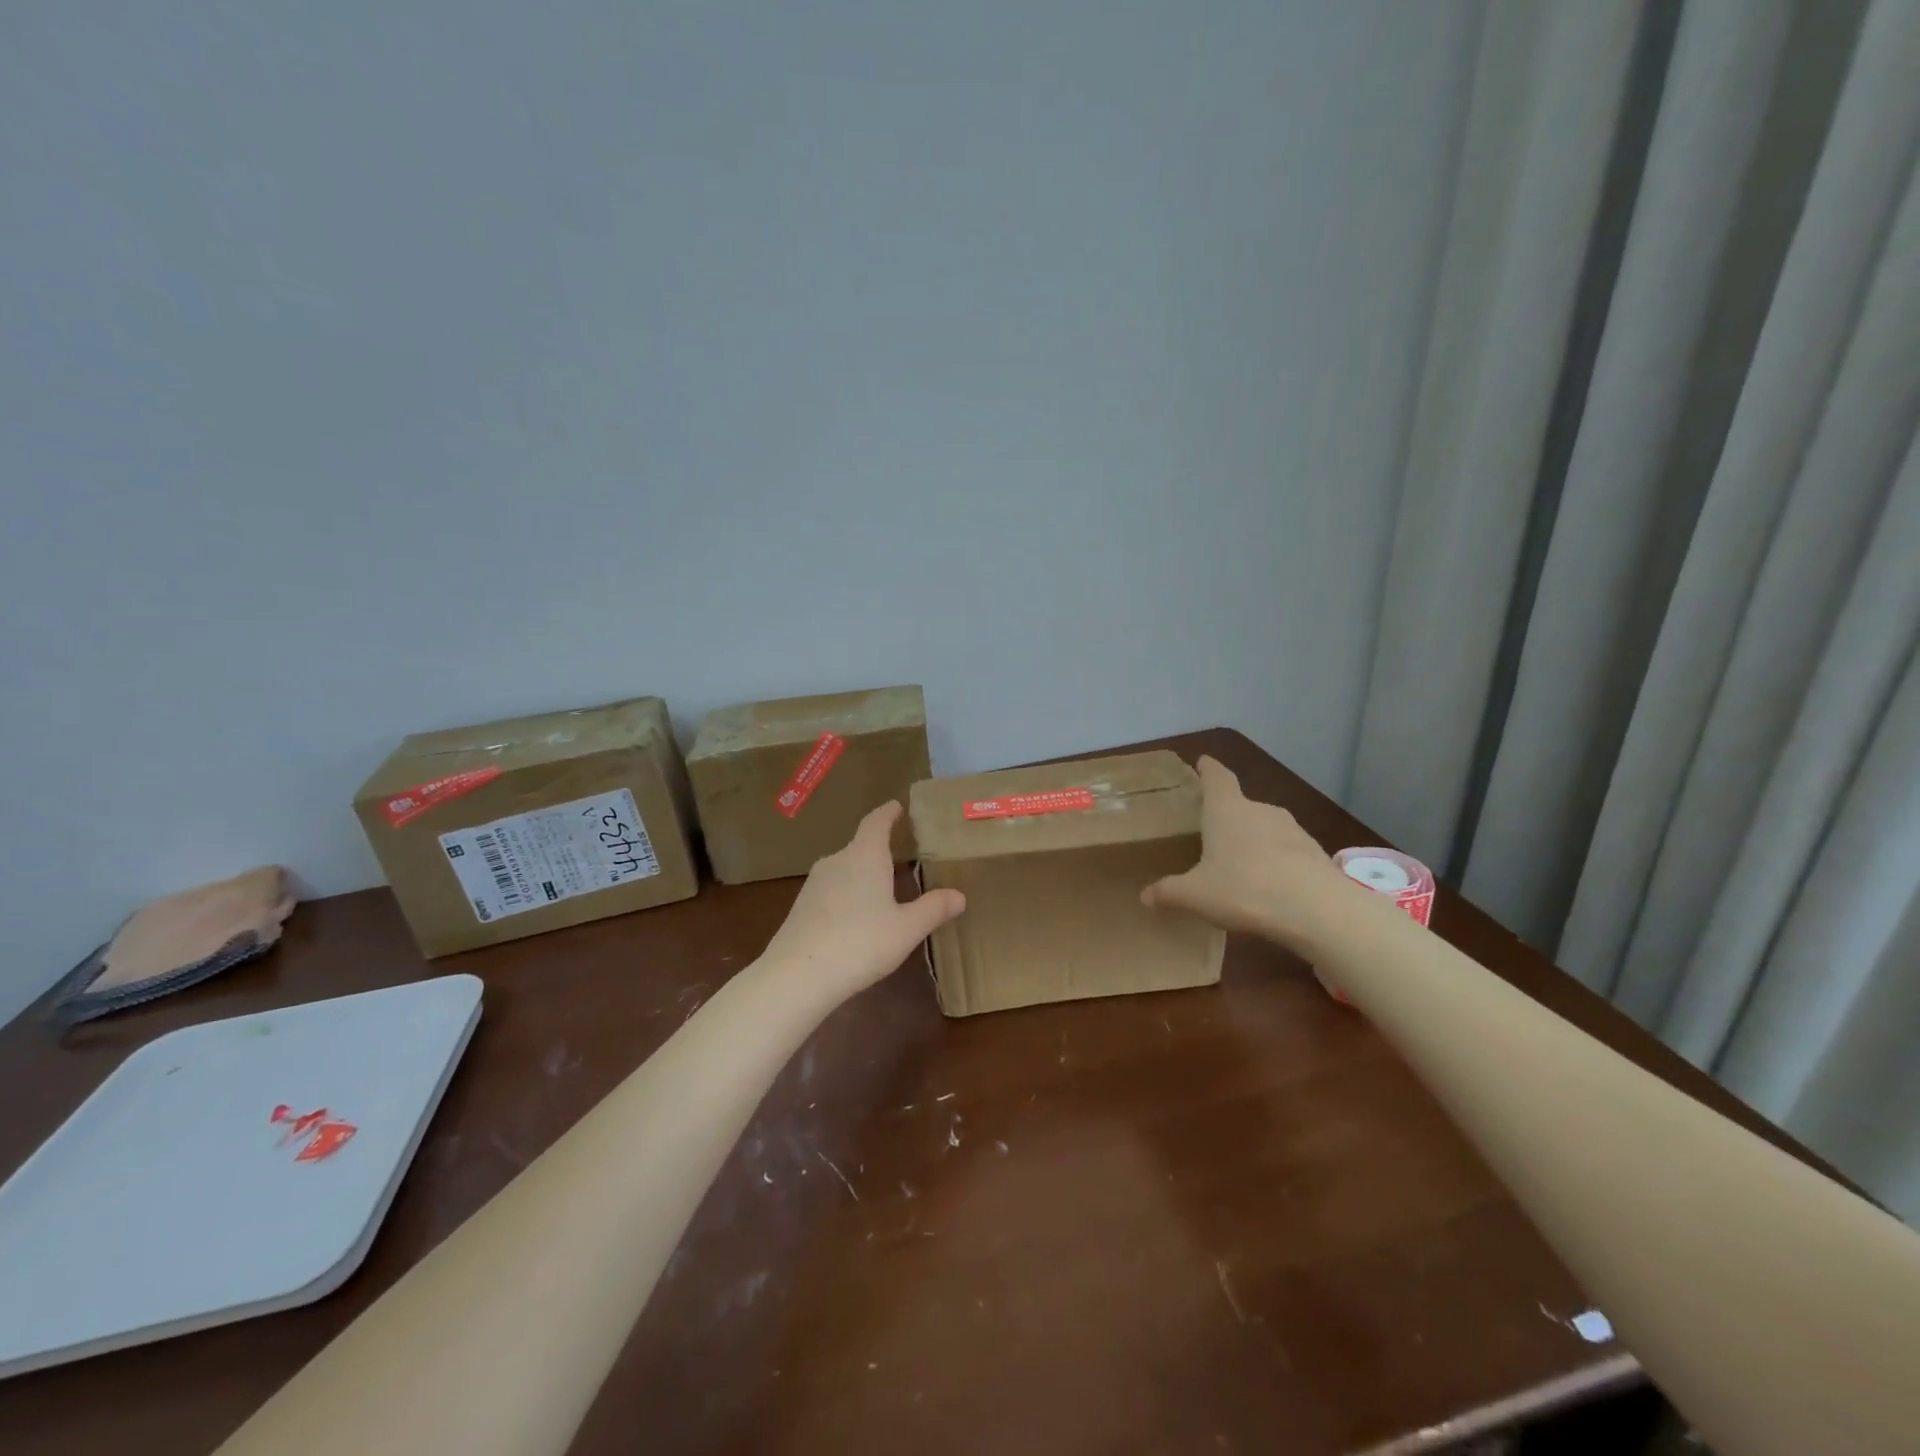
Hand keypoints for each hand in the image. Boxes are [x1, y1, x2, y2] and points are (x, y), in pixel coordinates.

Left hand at [761, 802, 965, 1003]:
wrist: (797, 975)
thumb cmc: (860, 943)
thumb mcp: (906, 929)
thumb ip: (933, 909)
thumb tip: (959, 895)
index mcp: (865, 855)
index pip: (876, 821)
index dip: (889, 812)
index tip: (898, 807)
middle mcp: (837, 860)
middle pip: (860, 845)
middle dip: (880, 849)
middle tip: (901, 856)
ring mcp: (814, 883)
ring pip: (845, 869)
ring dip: (863, 874)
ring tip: (882, 890)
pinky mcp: (801, 907)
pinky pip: (831, 890)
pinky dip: (847, 895)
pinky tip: (856, 920)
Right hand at [1141, 756, 1351, 950]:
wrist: (1318, 910)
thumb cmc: (1245, 890)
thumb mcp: (1196, 895)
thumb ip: (1169, 892)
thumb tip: (1145, 896)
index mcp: (1227, 810)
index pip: (1217, 778)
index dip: (1208, 769)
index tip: (1203, 761)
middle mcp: (1260, 811)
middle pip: (1240, 805)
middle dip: (1227, 817)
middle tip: (1212, 835)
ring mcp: (1293, 830)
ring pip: (1266, 828)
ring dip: (1254, 841)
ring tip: (1241, 866)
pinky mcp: (1315, 853)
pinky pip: (1287, 852)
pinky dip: (1277, 862)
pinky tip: (1270, 887)